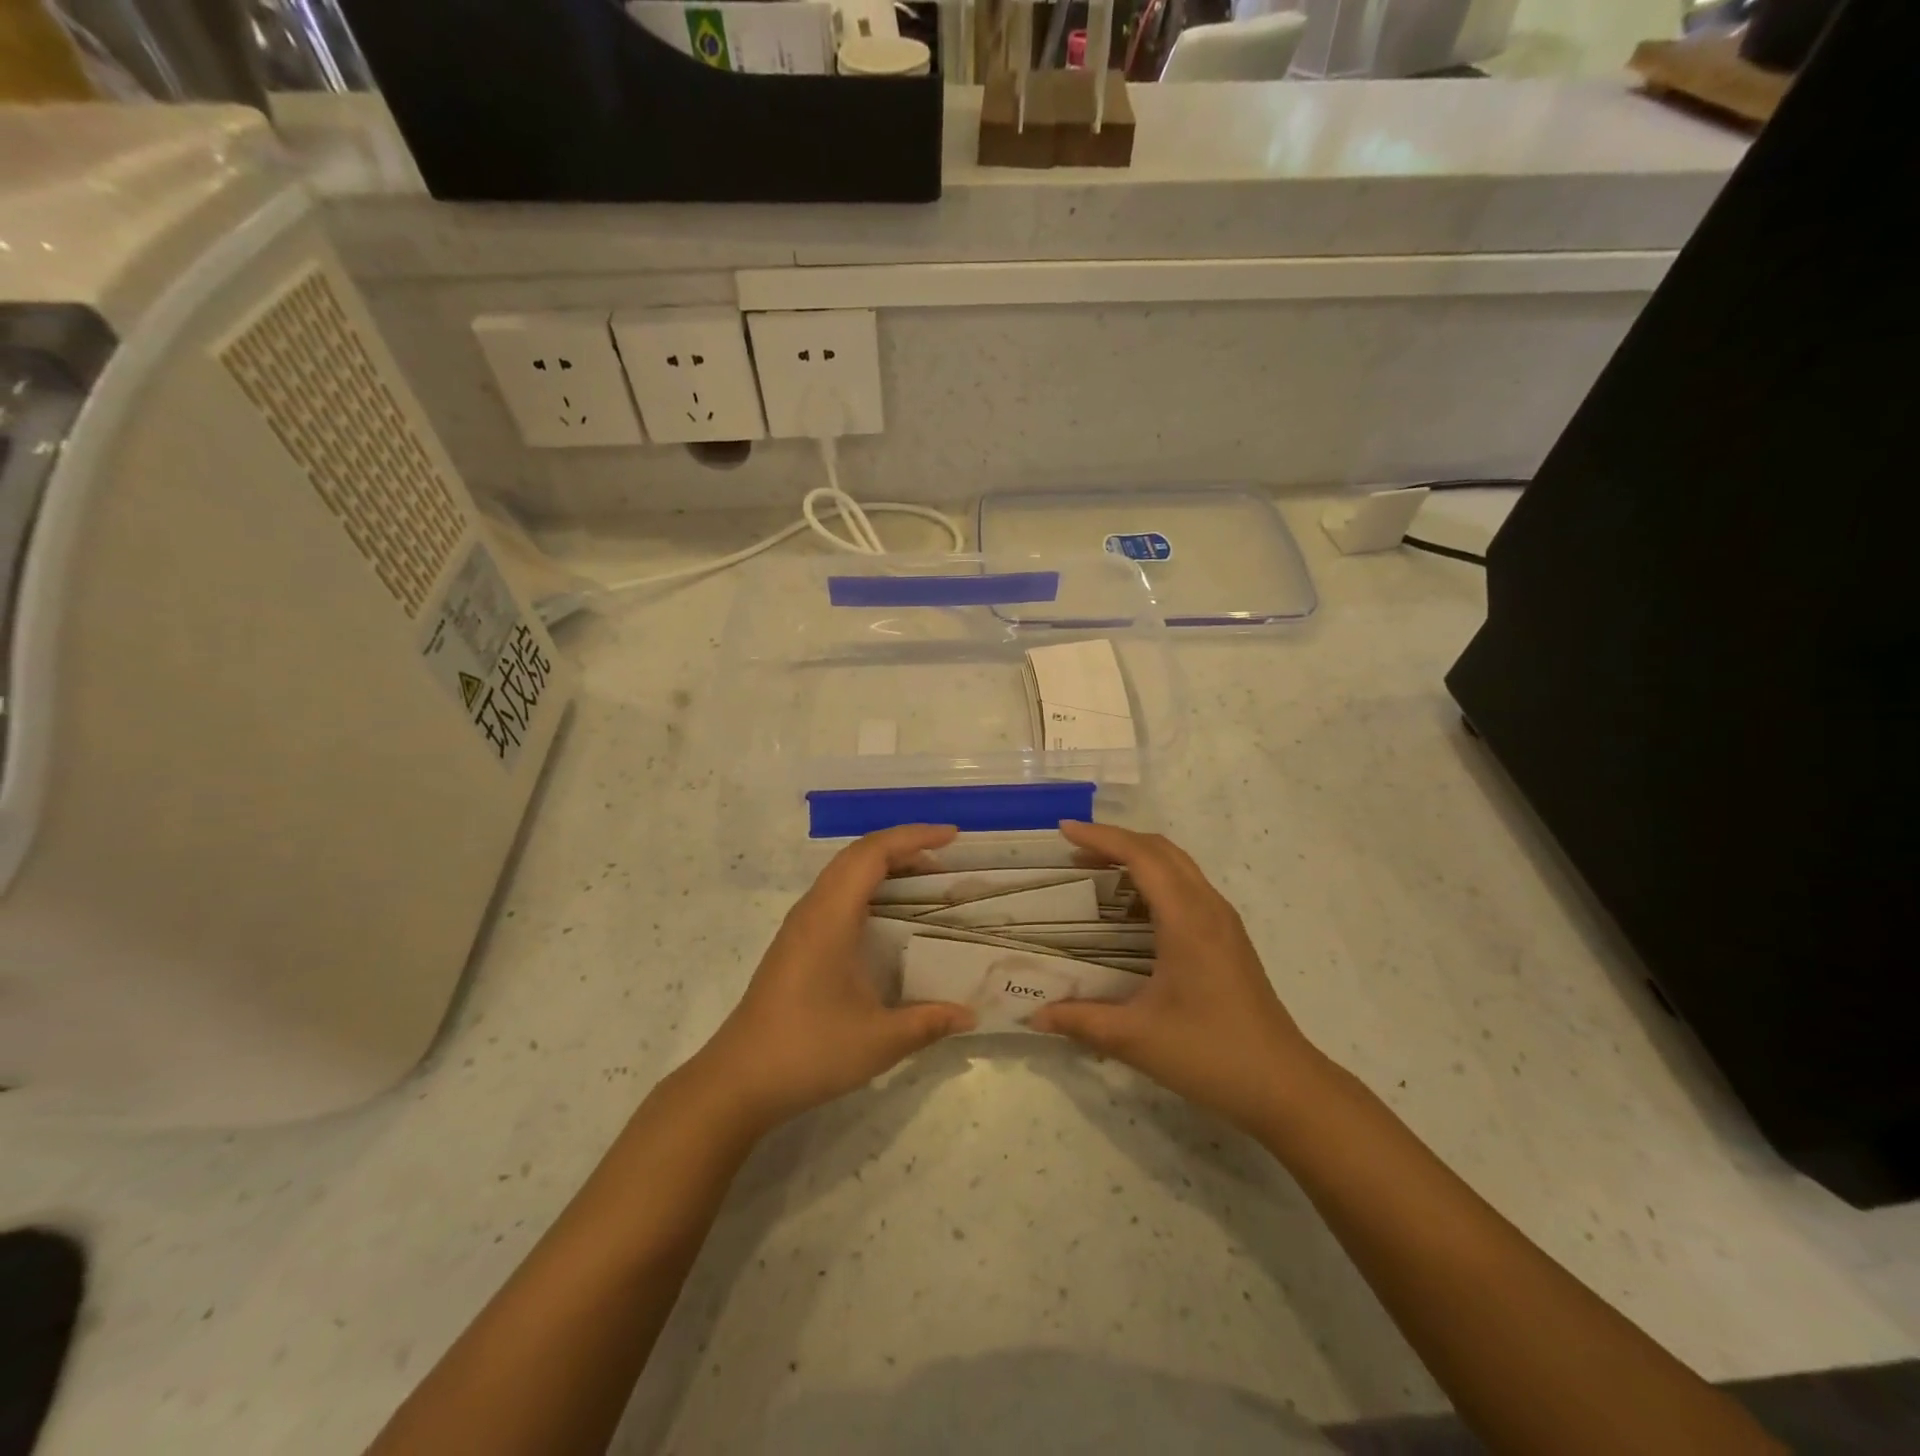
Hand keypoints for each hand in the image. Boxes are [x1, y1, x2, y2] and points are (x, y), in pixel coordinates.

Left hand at [688, 825, 975, 1134]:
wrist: (738, 1081)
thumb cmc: (809, 1051)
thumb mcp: (879, 1041)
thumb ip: (928, 1022)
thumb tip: (970, 1015)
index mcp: (830, 917)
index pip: (873, 853)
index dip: (914, 837)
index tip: (953, 838)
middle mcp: (812, 909)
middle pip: (858, 854)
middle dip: (903, 847)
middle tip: (945, 862)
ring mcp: (800, 926)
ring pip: (844, 873)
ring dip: (884, 866)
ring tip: (924, 882)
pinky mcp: (796, 943)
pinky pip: (836, 894)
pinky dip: (868, 888)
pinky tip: (888, 918)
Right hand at [1031, 822, 1331, 1134]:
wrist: (1284, 1086)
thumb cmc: (1210, 1054)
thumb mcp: (1136, 1039)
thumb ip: (1081, 1021)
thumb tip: (1035, 1014)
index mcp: (1187, 920)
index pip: (1141, 856)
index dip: (1101, 837)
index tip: (1064, 831)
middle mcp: (1208, 908)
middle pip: (1161, 850)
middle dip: (1116, 840)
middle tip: (1074, 850)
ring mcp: (1223, 921)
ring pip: (1178, 865)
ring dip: (1138, 857)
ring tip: (1096, 870)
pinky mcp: (1229, 937)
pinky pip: (1188, 886)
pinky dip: (1155, 878)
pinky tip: (1132, 909)